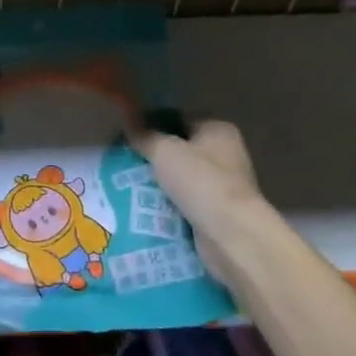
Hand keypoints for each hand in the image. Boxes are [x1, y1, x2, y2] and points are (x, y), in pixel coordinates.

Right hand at [131, 120, 262, 282]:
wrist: (231, 236)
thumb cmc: (201, 181)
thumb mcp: (164, 151)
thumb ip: (144, 135)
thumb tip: (126, 119)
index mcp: (218, 130)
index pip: (180, 120)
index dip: (154, 126)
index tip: (128, 136)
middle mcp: (226, 155)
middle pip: (180, 152)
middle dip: (154, 159)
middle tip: (123, 162)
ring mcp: (223, 187)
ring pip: (180, 180)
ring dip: (158, 185)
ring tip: (126, 186)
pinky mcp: (217, 215)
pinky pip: (184, 205)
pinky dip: (167, 208)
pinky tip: (142, 209)